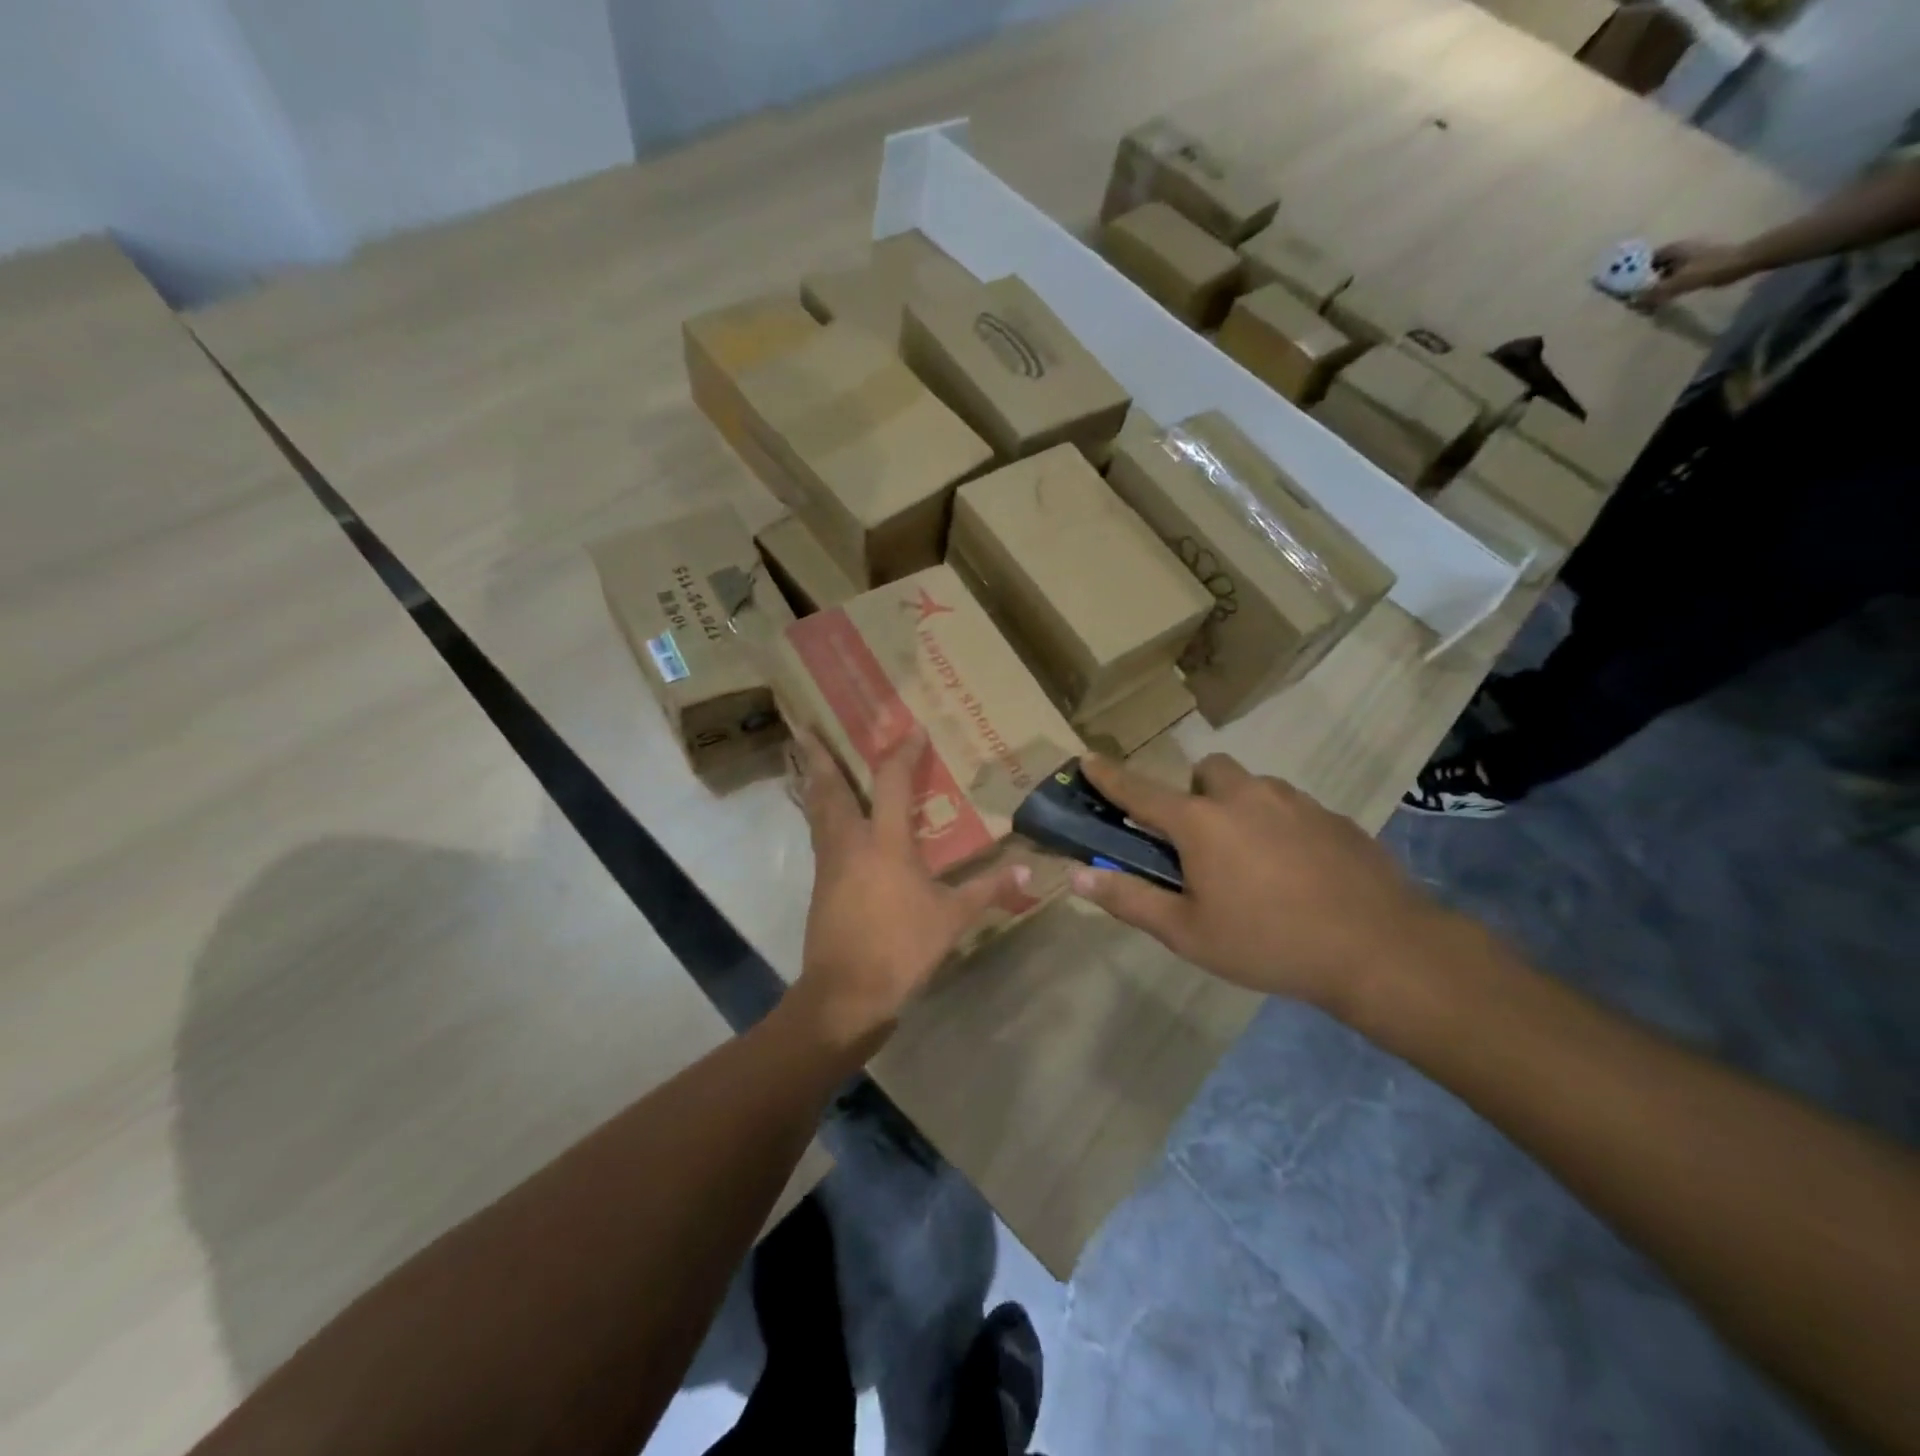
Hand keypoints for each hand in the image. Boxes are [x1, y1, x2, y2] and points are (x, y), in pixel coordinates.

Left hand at [786, 728, 1030, 1053]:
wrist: (846, 993)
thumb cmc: (901, 947)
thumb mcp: (953, 919)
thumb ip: (989, 889)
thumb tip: (1030, 872)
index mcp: (885, 842)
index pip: (893, 782)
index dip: (903, 753)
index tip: (911, 730)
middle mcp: (850, 842)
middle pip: (830, 790)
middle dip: (820, 757)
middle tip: (807, 729)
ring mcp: (829, 864)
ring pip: (817, 812)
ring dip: (815, 783)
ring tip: (810, 763)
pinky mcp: (820, 886)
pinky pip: (818, 837)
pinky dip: (820, 816)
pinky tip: (829, 821)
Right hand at [1067, 753, 1454, 1015]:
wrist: (1379, 948)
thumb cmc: (1268, 942)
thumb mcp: (1188, 933)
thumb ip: (1130, 899)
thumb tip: (1080, 875)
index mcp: (1200, 822)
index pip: (1140, 791)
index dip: (1109, 776)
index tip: (1087, 760)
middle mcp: (1244, 796)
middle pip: (1205, 771)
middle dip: (1193, 793)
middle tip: (1200, 841)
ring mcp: (1294, 801)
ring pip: (1252, 785)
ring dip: (1238, 806)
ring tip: (1251, 860)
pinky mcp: (1333, 817)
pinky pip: (1291, 807)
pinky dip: (1278, 825)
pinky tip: (1296, 871)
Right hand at [1636, 238, 1754, 307]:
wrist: (1744, 261)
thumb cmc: (1710, 267)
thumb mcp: (1678, 282)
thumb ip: (1653, 293)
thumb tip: (1630, 303)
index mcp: (1672, 250)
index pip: (1642, 261)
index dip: (1630, 274)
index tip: (1621, 288)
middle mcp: (1678, 251)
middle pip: (1651, 268)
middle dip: (1640, 282)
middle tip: (1631, 298)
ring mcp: (1688, 258)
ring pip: (1662, 273)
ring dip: (1653, 285)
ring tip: (1644, 301)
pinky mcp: (1696, 265)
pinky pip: (1673, 277)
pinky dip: (1665, 286)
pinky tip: (1662, 297)